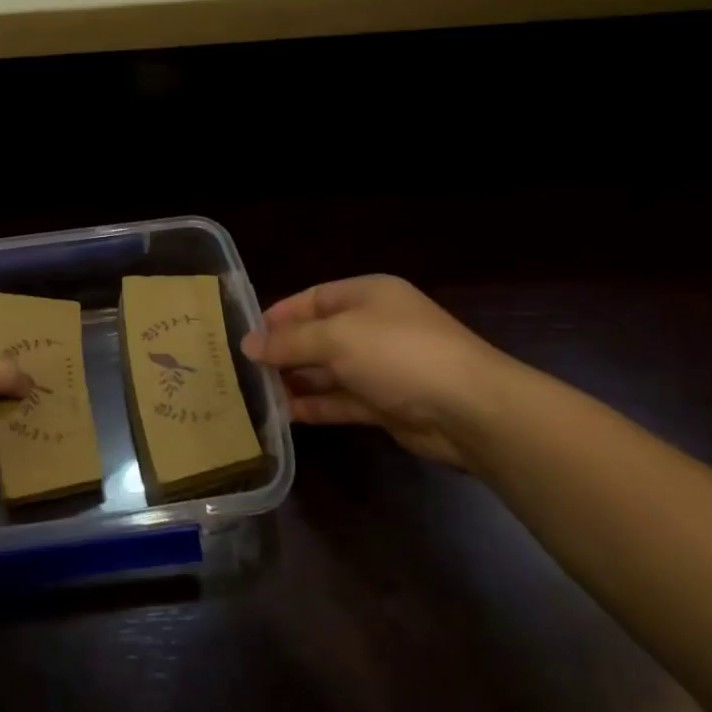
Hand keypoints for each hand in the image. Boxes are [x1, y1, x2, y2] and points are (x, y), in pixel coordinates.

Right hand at [241, 276, 502, 470]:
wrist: (469, 410)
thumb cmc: (399, 354)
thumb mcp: (336, 337)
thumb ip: (289, 341)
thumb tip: (247, 344)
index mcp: (366, 296)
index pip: (311, 300)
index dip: (277, 316)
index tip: (243, 336)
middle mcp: (372, 327)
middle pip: (316, 336)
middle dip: (282, 352)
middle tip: (242, 370)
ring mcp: (380, 367)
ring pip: (326, 371)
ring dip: (295, 381)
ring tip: (255, 394)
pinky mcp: (385, 404)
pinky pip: (341, 400)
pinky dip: (315, 406)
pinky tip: (284, 415)